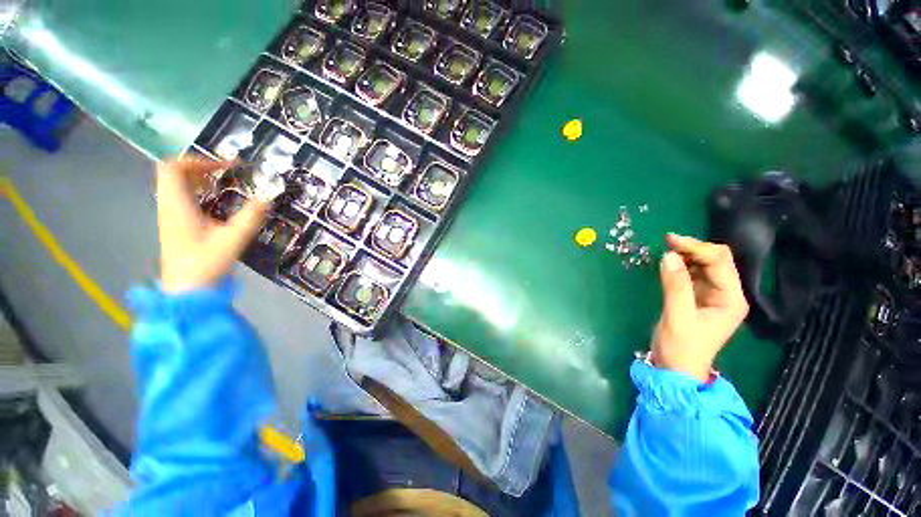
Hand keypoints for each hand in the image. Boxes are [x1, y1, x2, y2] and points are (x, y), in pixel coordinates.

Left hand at [156, 157, 269, 292]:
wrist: (187, 290)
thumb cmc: (206, 263)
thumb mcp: (233, 239)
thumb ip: (251, 216)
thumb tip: (269, 195)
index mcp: (177, 206)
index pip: (174, 168)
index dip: (200, 161)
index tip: (227, 167)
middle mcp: (169, 206)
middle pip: (172, 172)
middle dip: (200, 166)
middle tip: (225, 172)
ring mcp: (170, 215)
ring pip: (175, 184)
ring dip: (198, 178)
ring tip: (223, 183)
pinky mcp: (176, 224)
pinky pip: (181, 197)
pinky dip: (198, 191)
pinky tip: (217, 202)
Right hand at [651, 233, 748, 381]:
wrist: (677, 369)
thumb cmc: (681, 346)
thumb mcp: (677, 316)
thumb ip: (675, 286)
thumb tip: (669, 256)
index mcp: (731, 299)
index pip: (719, 262)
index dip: (697, 247)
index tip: (669, 240)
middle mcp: (727, 294)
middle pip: (716, 260)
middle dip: (693, 248)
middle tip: (666, 242)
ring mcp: (714, 296)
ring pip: (704, 265)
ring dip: (687, 255)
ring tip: (666, 250)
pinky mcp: (699, 298)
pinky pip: (693, 274)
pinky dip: (681, 266)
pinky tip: (669, 264)